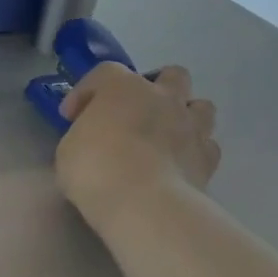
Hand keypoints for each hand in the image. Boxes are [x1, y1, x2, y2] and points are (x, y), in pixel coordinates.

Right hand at [56, 63, 220, 225]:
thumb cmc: (95, 169)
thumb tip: (94, 138)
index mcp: (123, 88)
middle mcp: (163, 97)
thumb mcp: (68, 148)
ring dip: (183, 115)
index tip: (71, 116)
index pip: (104, 73)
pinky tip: (176, 164)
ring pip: (200, 106)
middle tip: (134, 112)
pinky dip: (193, 150)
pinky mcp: (208, 157)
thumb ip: (84, 134)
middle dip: (155, 89)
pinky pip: (206, 144)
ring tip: (164, 135)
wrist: (143, 203)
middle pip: (171, 75)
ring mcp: (192, 125)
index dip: (86, 91)